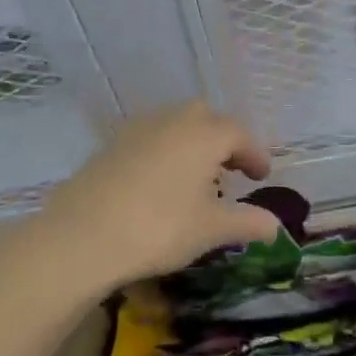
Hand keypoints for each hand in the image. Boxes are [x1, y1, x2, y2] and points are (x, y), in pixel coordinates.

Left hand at [36, 103, 281, 292]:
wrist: (81, 237)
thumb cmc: (159, 229)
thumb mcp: (211, 230)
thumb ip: (247, 223)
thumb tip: (274, 226)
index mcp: (203, 135)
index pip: (239, 134)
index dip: (255, 154)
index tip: (261, 176)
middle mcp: (171, 122)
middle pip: (205, 118)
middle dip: (222, 139)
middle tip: (230, 169)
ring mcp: (136, 131)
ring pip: (174, 125)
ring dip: (191, 144)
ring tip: (196, 178)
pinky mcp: (109, 147)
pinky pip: (148, 140)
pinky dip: (164, 153)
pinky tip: (159, 184)